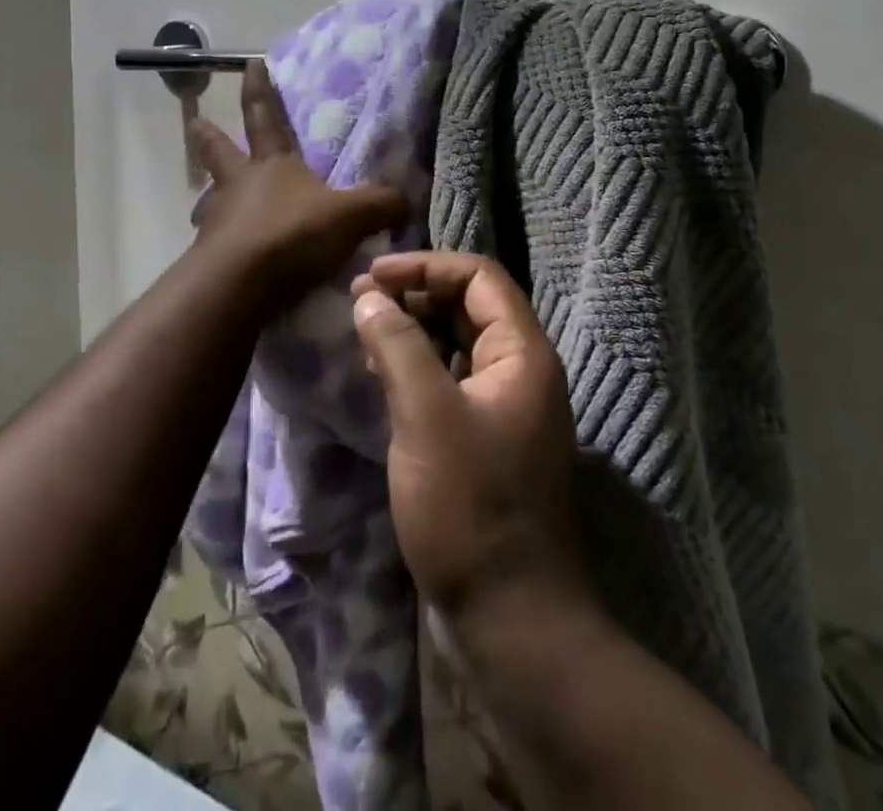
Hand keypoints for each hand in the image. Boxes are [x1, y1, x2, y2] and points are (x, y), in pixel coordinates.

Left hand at [186, 60, 408, 300]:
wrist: (239, 285)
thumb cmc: (291, 234)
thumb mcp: (349, 216)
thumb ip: (380, 205)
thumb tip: (406, 202)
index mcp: (270, 164)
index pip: (263, 115)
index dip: (258, 89)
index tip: (249, 63)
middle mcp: (238, 185)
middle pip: (217, 151)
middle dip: (207, 135)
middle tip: (194, 122)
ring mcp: (219, 220)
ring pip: (210, 198)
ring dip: (211, 195)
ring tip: (211, 200)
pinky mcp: (210, 257)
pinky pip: (216, 241)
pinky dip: (221, 241)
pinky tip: (228, 251)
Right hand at [351, 252, 592, 629]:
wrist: (513, 617)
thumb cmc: (470, 506)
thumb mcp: (426, 416)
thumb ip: (397, 346)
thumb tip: (369, 297)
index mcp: (523, 353)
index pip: (478, 276)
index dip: (425, 265)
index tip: (372, 275)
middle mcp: (522, 369)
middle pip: (468, 305)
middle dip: (414, 294)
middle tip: (360, 301)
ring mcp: (506, 405)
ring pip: (458, 342)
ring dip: (413, 330)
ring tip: (364, 335)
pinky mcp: (488, 435)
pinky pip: (452, 378)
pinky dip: (418, 366)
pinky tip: (382, 376)